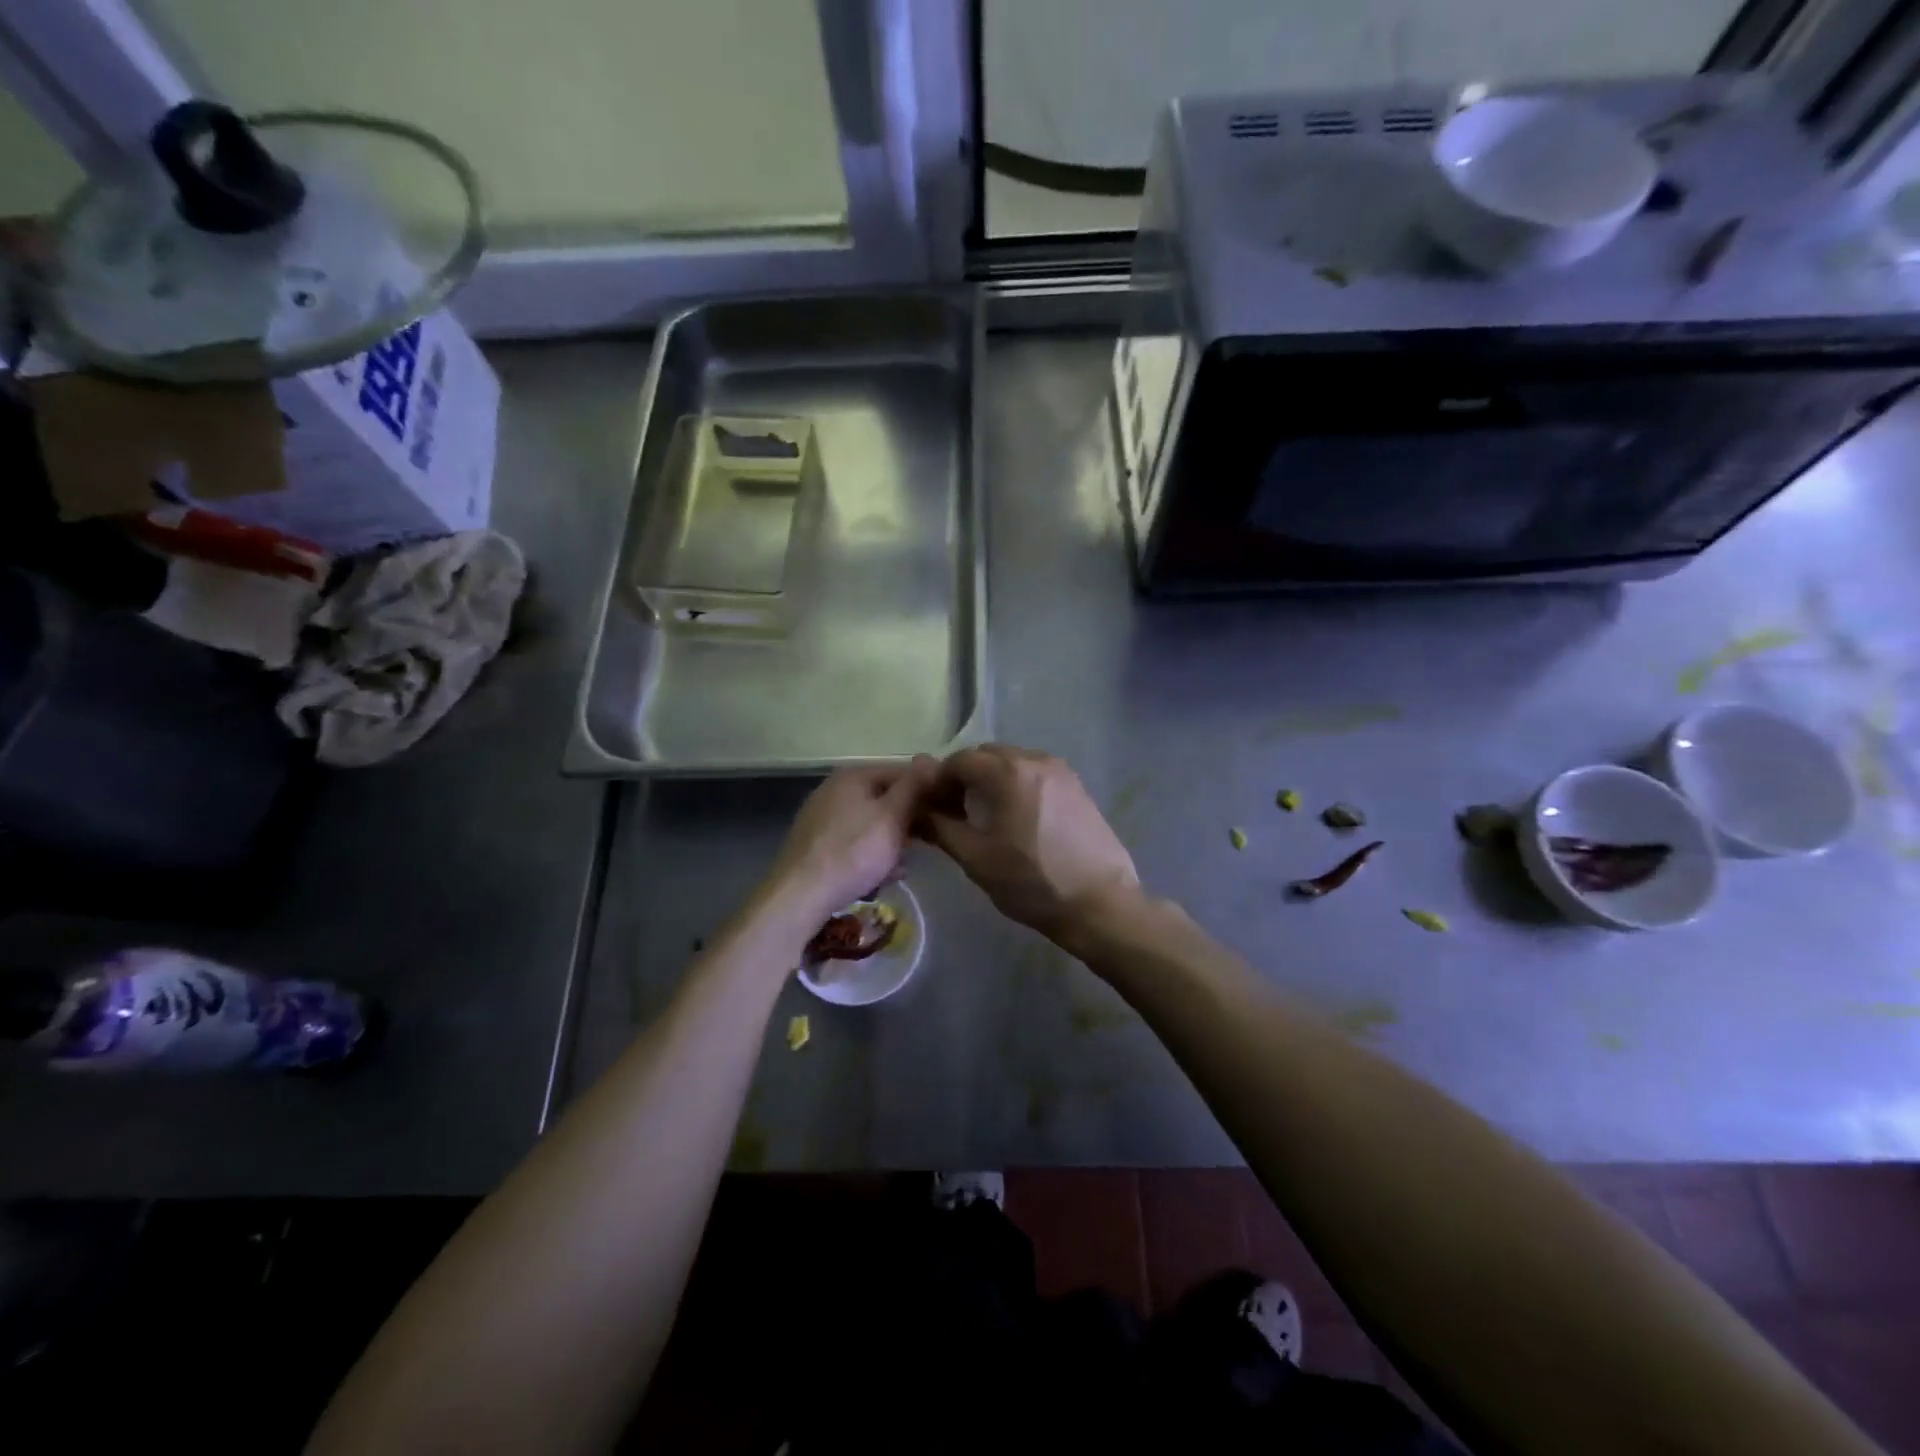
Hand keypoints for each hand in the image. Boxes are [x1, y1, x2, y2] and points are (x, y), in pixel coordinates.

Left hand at [765, 759, 938, 928]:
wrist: (799, 895)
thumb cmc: (853, 852)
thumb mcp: (892, 817)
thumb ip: (914, 787)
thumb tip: (931, 758)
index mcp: (854, 776)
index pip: (903, 772)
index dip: (928, 791)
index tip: (947, 814)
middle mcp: (835, 789)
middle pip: (886, 798)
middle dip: (909, 822)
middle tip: (928, 844)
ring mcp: (823, 816)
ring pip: (872, 823)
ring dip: (892, 843)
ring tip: (902, 867)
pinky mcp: (816, 844)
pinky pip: (855, 842)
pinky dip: (870, 855)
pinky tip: (879, 877)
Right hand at [922, 744, 1140, 941]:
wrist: (1100, 904)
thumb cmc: (1032, 883)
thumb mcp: (977, 859)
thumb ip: (942, 827)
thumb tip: (919, 811)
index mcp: (1008, 772)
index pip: (959, 760)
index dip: (939, 781)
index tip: (932, 808)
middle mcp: (1036, 760)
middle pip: (987, 755)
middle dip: (966, 776)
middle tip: (955, 811)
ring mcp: (1062, 772)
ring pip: (1013, 762)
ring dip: (992, 779)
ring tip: (986, 816)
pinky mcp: (1078, 787)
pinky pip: (1036, 774)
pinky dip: (1017, 785)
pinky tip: (1017, 819)